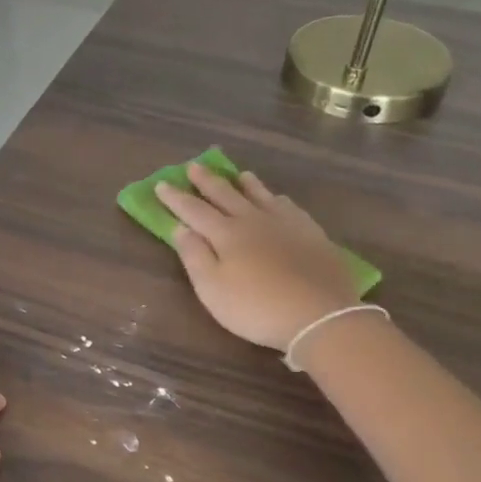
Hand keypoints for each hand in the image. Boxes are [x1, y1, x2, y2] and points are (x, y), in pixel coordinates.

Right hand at [155, 164, 359, 350]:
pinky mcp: (312, 235)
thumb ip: (194, 256)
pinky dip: (278, 200)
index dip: (176, 198)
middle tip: (194, 166)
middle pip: (226, 195)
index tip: (161, 184)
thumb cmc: (255, 307)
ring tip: (239, 174)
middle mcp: (254, 221)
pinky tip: (279, 200)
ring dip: (247, 184)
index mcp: (226, 234)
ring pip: (261, 196)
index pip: (194, 210)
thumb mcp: (212, 289)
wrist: (319, 315)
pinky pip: (290, 208)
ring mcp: (286, 225)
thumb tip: (180, 228)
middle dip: (207, 181)